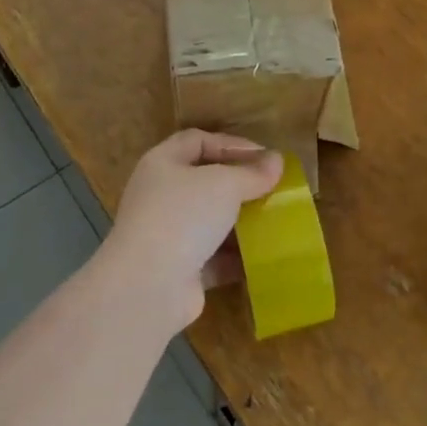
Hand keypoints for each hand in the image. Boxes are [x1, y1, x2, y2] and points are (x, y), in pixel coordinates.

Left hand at [103, 130, 283, 331]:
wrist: (150, 285)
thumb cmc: (184, 216)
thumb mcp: (224, 184)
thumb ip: (252, 172)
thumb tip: (277, 161)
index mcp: (162, 164)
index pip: (198, 141)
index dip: (231, 144)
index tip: (265, 156)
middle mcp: (160, 195)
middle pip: (204, 181)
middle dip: (239, 185)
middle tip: (272, 188)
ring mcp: (167, 234)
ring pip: (210, 221)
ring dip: (240, 222)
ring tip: (274, 220)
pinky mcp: (178, 269)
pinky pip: (213, 257)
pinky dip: (235, 257)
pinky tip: (263, 256)